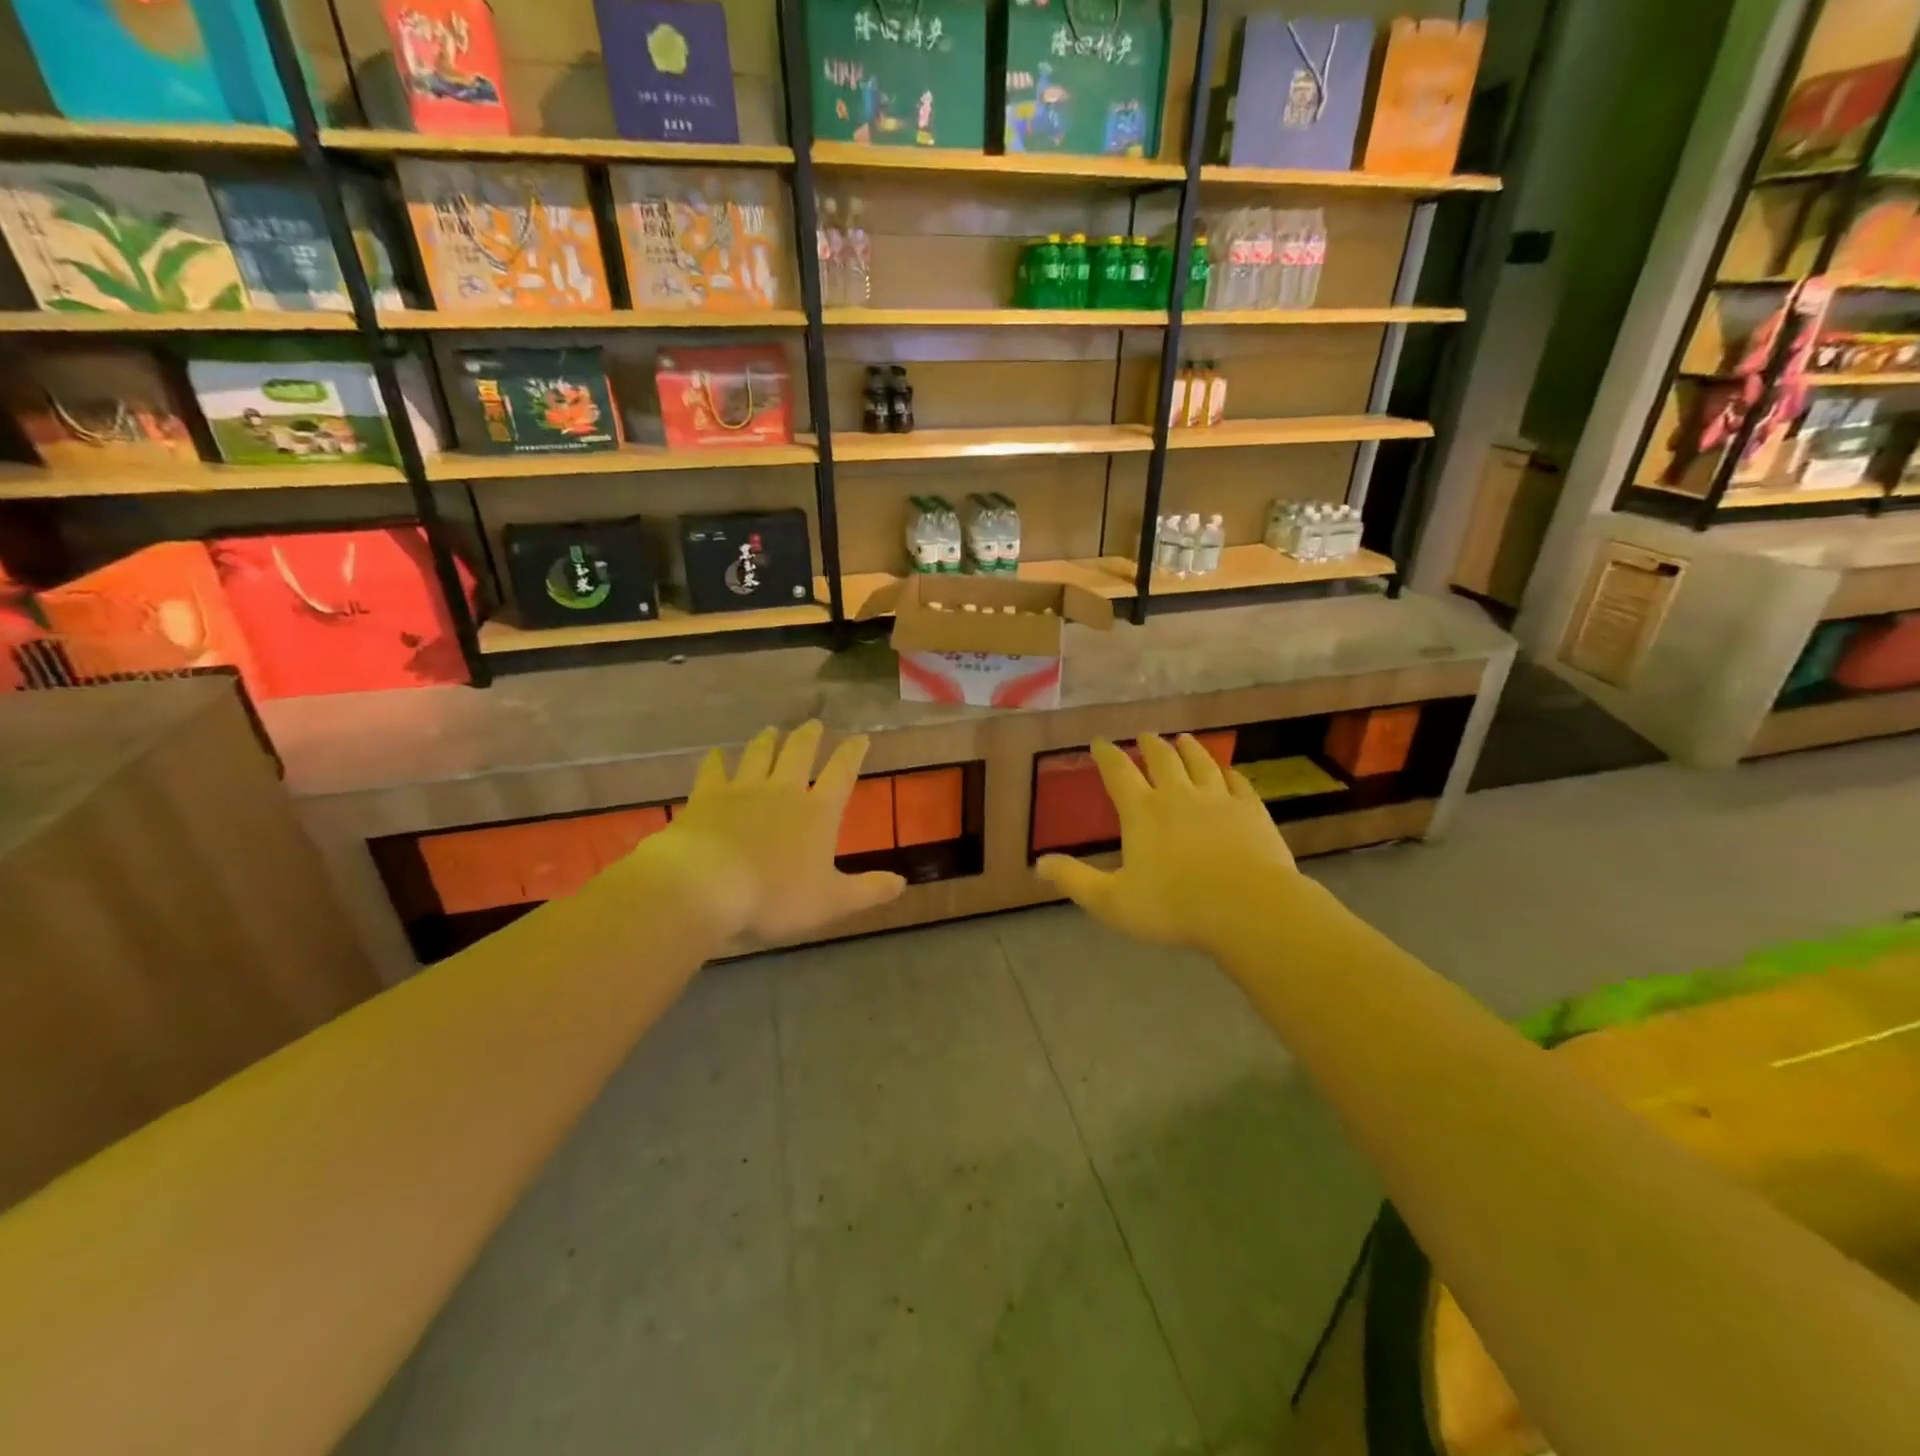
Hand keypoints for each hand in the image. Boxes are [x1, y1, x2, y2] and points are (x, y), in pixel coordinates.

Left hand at [641, 721, 905, 941]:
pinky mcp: (707, 797)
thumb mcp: (832, 902)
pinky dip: (715, 760)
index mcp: (818, 812)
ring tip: (772, 729)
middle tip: (814, 723)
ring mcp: (742, 789)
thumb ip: (868, 890)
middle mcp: (783, 790)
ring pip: (759, 755)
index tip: (860, 737)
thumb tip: (902, 882)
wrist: (706, 886)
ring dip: (767, 741)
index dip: (852, 754)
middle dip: (809, 737)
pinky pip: (713, 771)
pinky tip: (714, 754)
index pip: (841, 774)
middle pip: (799, 753)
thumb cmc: (775, 896)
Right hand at [1036, 734, 1296, 954]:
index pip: (1118, 772)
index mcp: (1142, 811)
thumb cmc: (1174, 907)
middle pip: (1162, 759)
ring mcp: (1219, 800)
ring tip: (1183, 739)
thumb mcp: (1112, 901)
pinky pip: (1238, 783)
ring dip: (1189, 749)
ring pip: (1201, 763)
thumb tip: (1038, 864)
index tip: (1099, 741)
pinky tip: (1229, 772)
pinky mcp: (1251, 812)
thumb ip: (1074, 880)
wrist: (1248, 909)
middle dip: (1150, 745)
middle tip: (1145, 735)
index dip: (1106, 754)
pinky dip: (1229, 774)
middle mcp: (1178, 795)